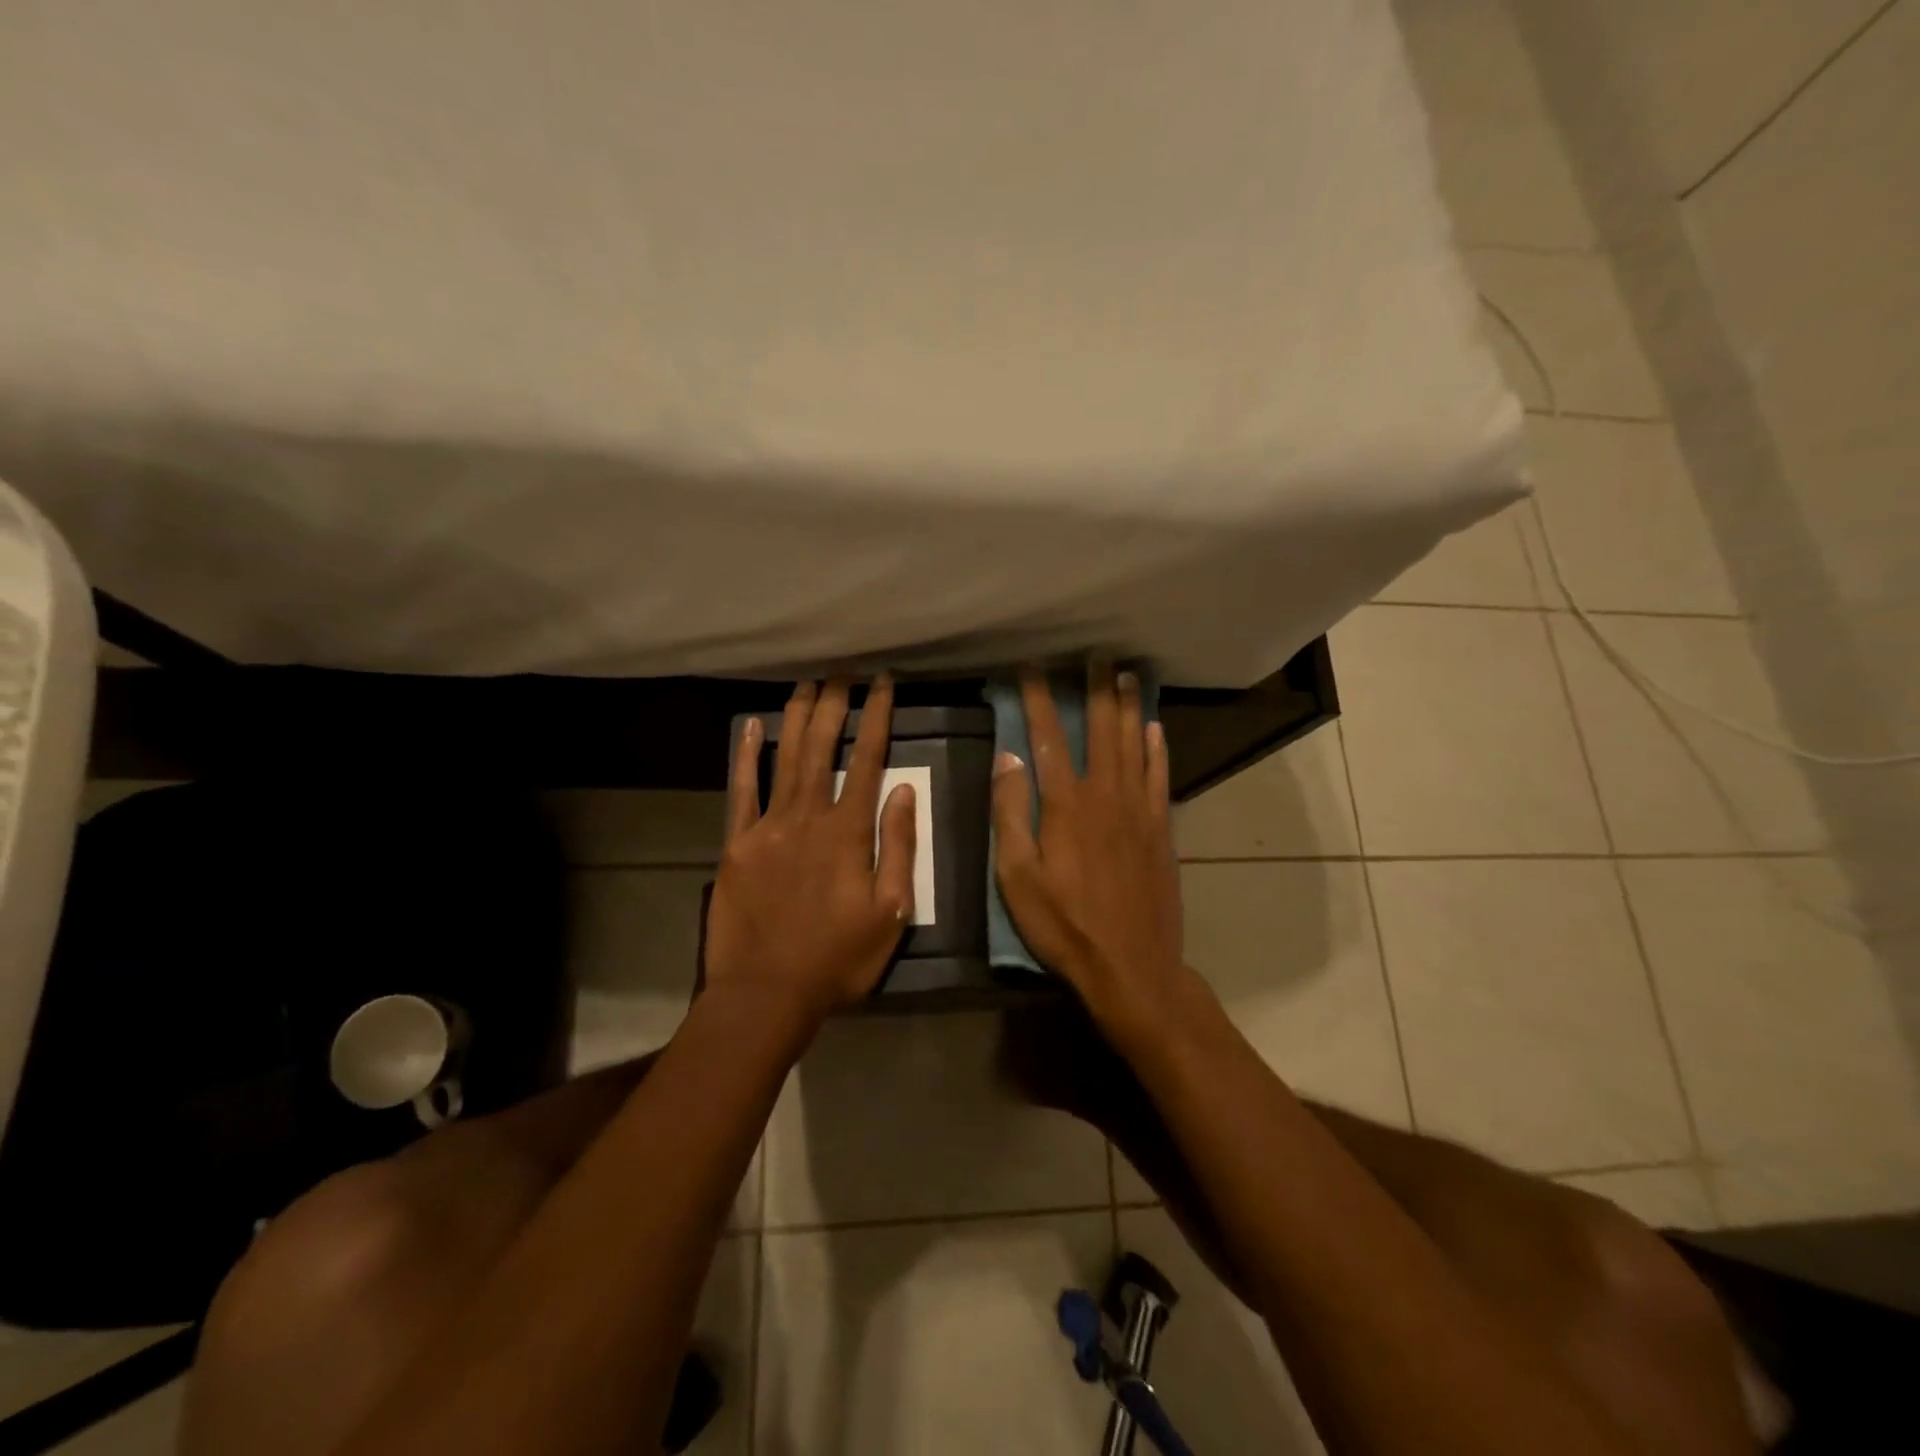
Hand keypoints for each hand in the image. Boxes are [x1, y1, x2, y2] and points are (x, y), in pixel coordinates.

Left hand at [704, 676, 916, 1019]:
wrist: (767, 992)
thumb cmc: (838, 958)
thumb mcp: (890, 911)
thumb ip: (898, 847)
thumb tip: (903, 791)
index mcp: (849, 832)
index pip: (868, 760)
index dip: (877, 717)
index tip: (883, 683)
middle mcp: (808, 816)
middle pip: (822, 747)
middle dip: (834, 703)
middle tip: (842, 670)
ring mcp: (768, 827)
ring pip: (785, 758)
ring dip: (796, 717)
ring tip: (806, 682)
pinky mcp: (737, 844)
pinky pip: (741, 791)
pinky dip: (746, 756)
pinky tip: (751, 726)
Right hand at [992, 664, 1187, 1045]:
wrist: (1131, 966)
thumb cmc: (1064, 925)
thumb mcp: (1016, 876)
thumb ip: (1009, 813)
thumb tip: (1006, 758)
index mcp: (1066, 804)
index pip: (1047, 738)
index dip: (1037, 699)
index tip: (1031, 666)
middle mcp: (1106, 794)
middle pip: (1101, 729)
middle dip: (1095, 689)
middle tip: (1096, 654)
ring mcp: (1140, 810)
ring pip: (1135, 744)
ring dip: (1128, 707)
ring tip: (1127, 675)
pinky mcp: (1162, 829)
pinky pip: (1161, 776)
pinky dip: (1158, 749)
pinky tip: (1155, 729)